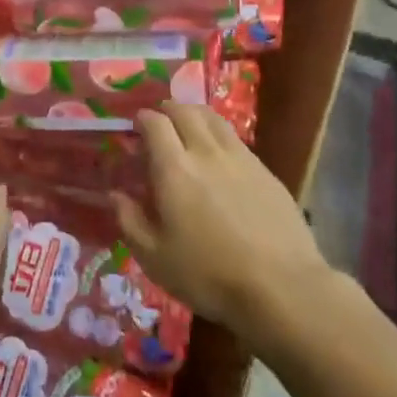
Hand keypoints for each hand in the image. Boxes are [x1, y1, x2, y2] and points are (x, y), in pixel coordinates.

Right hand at [111, 104, 328, 337]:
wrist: (281, 287)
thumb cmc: (208, 275)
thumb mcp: (155, 257)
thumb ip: (130, 221)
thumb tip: (115, 194)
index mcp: (174, 169)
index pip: (155, 123)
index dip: (143, 118)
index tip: (136, 125)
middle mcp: (206, 152)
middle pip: (186, 111)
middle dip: (168, 109)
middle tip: (160, 120)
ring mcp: (241, 158)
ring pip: (214, 119)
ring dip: (195, 114)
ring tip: (188, 125)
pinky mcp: (266, 171)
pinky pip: (236, 140)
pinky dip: (220, 136)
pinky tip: (220, 156)